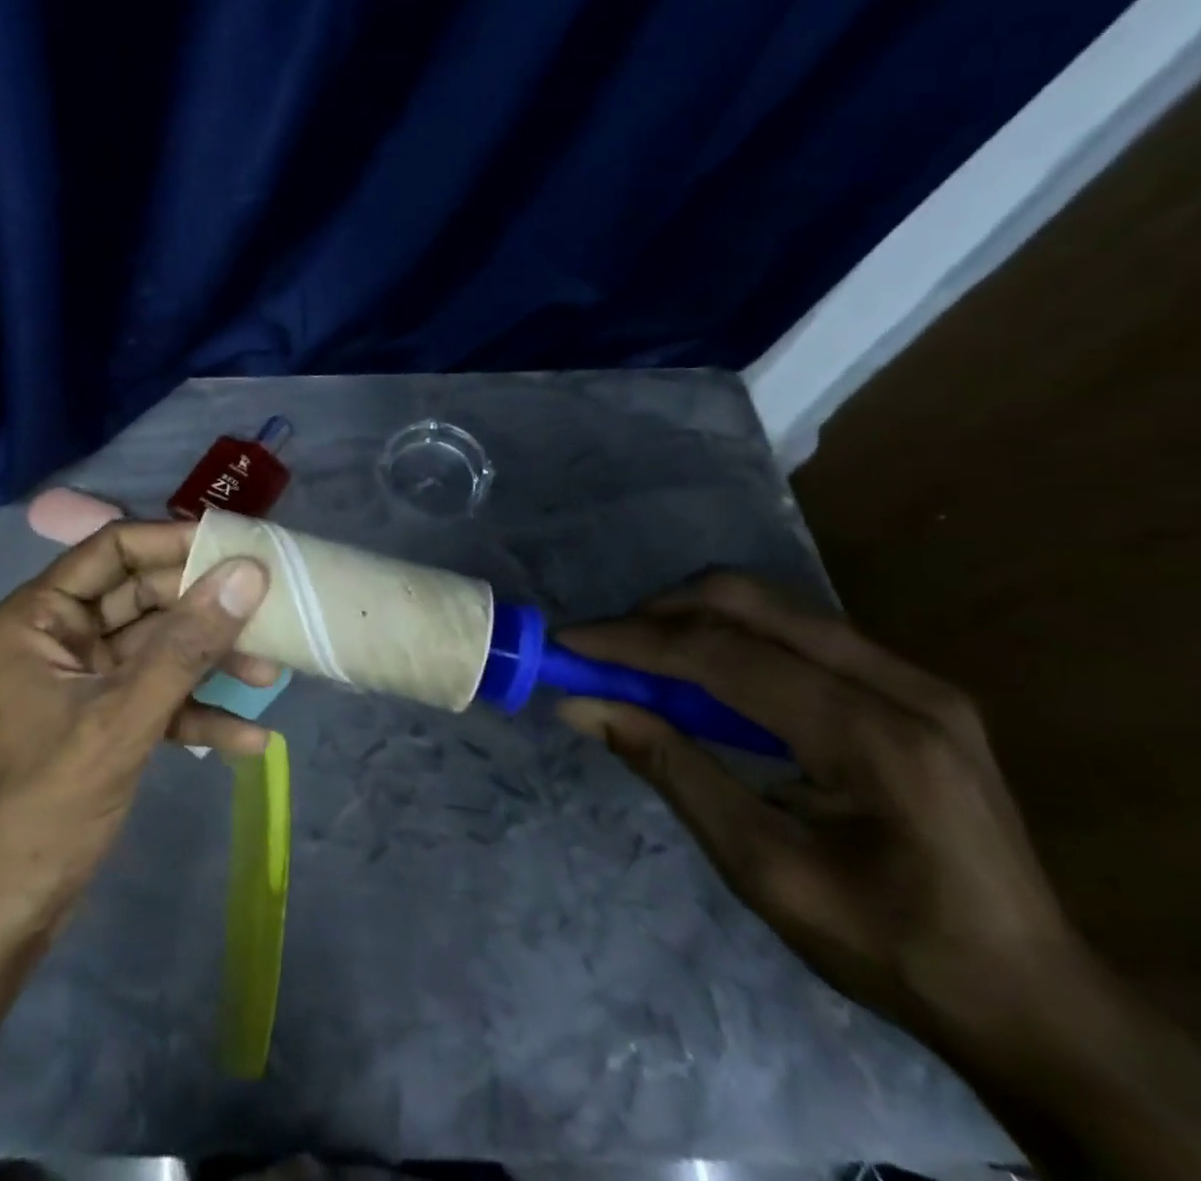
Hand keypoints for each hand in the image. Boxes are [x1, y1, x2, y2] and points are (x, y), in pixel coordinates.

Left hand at [0, 520, 272, 934]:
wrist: (3, 913)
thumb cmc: (46, 804)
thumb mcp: (122, 718)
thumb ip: (187, 646)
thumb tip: (247, 574)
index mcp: (40, 616)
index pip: (114, 550)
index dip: (175, 542)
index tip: (238, 547)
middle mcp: (61, 635)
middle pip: (144, 597)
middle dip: (204, 610)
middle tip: (269, 610)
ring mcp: (85, 679)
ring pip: (158, 647)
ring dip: (210, 660)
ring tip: (271, 673)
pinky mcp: (105, 718)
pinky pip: (159, 696)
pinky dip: (198, 710)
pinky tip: (248, 737)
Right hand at [557, 572, 1084, 1054]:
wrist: (1031, 994)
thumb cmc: (888, 945)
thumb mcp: (761, 867)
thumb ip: (669, 768)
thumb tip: (579, 706)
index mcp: (875, 738)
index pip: (724, 655)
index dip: (632, 642)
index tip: (566, 644)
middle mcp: (902, 684)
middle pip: (748, 602)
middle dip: (657, 614)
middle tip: (602, 651)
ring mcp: (914, 677)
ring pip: (770, 604)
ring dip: (690, 619)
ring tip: (640, 660)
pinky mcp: (910, 684)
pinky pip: (795, 628)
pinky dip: (730, 636)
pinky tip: (703, 676)